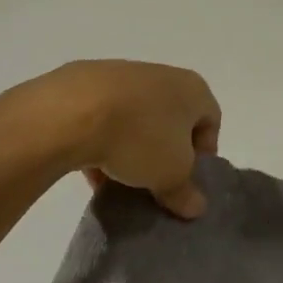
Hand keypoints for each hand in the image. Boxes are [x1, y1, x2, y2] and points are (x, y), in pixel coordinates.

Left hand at [4, 60, 220, 216]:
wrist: (71, 111)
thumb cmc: (139, 137)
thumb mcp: (171, 174)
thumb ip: (186, 192)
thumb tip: (197, 207)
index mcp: (193, 88)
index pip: (211, 121)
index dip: (204, 154)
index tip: (187, 180)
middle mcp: (163, 75)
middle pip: (172, 119)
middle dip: (166, 152)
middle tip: (156, 181)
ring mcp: (123, 75)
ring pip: (136, 118)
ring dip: (133, 148)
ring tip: (120, 178)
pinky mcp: (86, 83)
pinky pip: (104, 117)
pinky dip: (103, 139)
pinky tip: (91, 166)